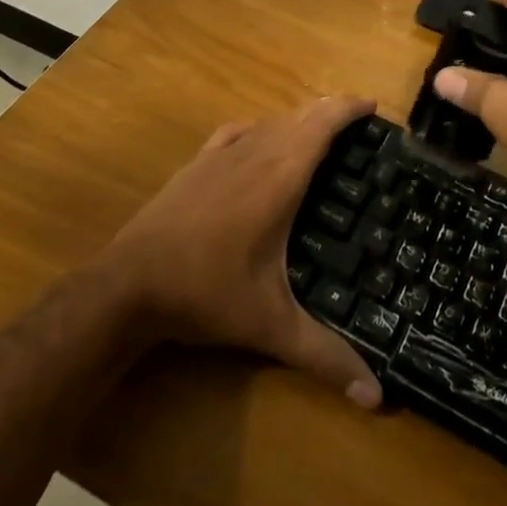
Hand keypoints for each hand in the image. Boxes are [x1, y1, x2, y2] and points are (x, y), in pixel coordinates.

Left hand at [102, 95, 382, 408]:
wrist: (129, 284)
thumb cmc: (207, 293)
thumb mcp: (271, 326)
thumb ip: (325, 356)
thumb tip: (377, 399)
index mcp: (280, 177)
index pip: (322, 125)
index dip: (348, 108)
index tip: (373, 105)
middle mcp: (254, 153)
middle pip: (299, 116)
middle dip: (329, 112)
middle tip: (358, 126)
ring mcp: (220, 155)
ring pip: (269, 121)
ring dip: (297, 120)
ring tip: (318, 135)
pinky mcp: (196, 164)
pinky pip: (237, 131)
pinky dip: (260, 128)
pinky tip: (260, 140)